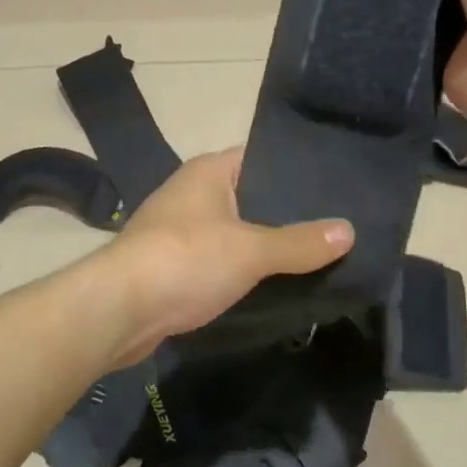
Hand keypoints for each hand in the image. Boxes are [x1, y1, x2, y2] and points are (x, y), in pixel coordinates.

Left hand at [98, 148, 351, 366]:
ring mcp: (180, 229)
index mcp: (209, 172)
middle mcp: (193, 193)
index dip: (297, 170)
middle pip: (251, 196)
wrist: (118, 309)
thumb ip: (299, 242)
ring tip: (316, 256)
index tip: (337, 185)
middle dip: (287, 214)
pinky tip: (274, 284)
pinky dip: (243, 270)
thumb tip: (349, 230)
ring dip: (265, 246)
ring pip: (235, 231)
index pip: (261, 157)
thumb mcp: (250, 249)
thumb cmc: (185, 260)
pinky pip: (219, 260)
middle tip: (336, 227)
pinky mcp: (173, 265)